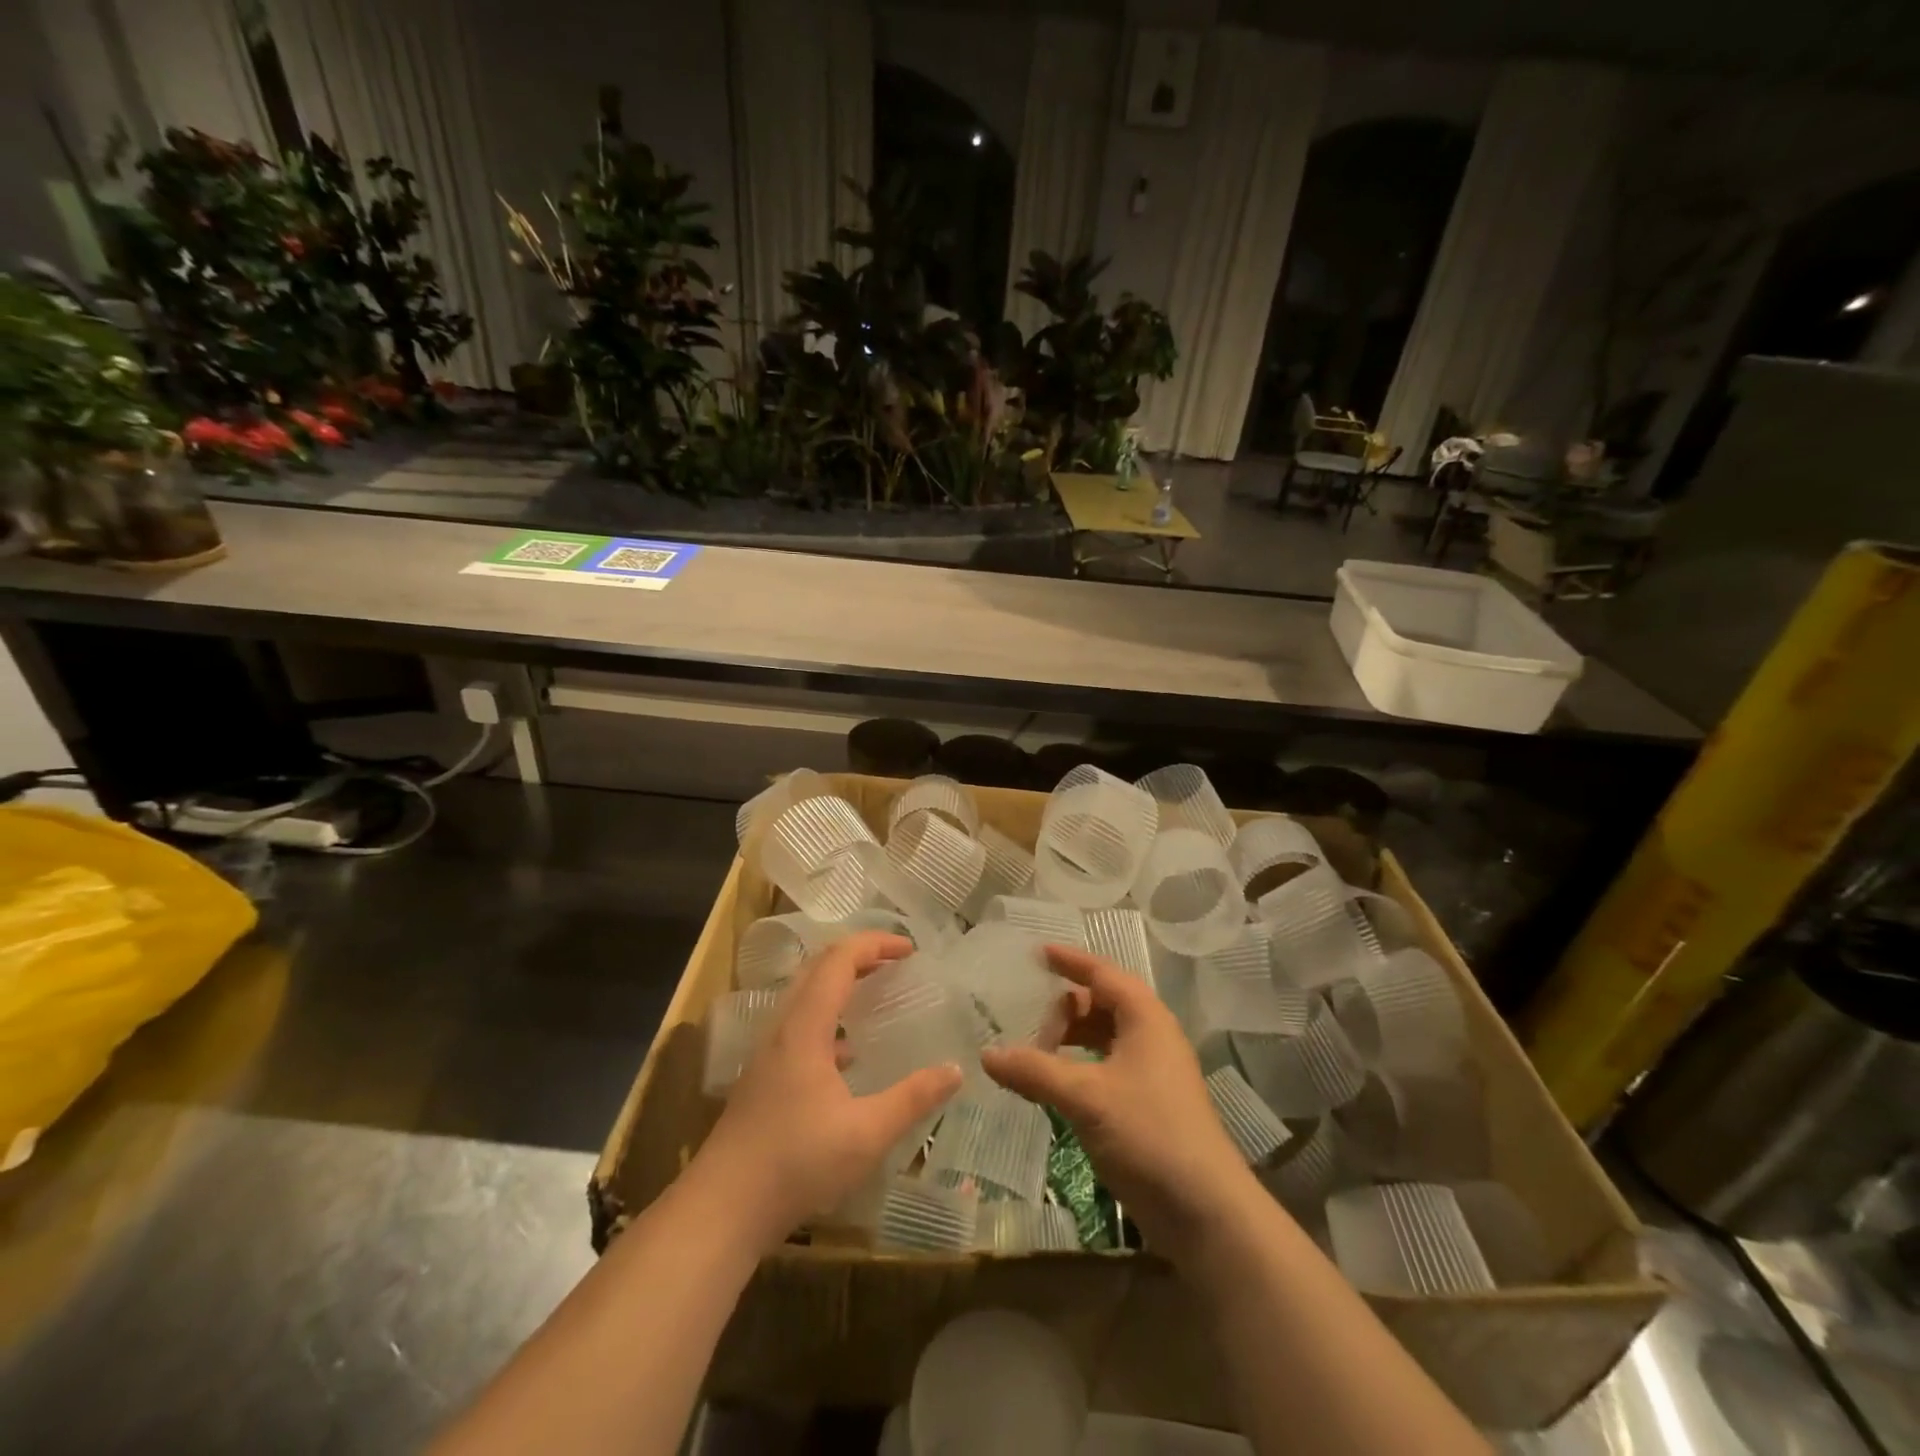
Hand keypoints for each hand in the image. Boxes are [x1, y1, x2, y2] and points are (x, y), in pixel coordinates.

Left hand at [695, 931, 961, 1249]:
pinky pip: (799, 1025)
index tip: (911, 950)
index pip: (839, 959)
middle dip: (859, 955)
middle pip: (818, 968)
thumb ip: (913, 1099)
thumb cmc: (795, 1164)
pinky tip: (848, 1055)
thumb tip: (955, 1070)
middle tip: (896, 961)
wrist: (721, 1209)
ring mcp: (768, 1053)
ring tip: (876, 993)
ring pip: (805, 996)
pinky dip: (828, 1018)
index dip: (875, 945)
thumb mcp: (866, 1134)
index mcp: (805, 1027)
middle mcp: (783, 1028)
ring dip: (841, 983)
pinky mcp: (763, 1077)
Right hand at [980, 944, 1254, 1256]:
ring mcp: (1151, 1072)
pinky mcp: (1146, 1104)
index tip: (1037, 952)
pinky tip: (1053, 1086)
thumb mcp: (1085, 1097)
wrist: (1205, 1212)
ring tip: (1033, 1055)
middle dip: (1063, 1010)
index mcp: (1144, 1018)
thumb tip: (986, 1054)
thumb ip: (1034, 1071)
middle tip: (1026, 1027)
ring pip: (1102, 1038)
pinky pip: (1104, 1067)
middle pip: (1100, 1004)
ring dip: (1069, 1041)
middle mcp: (1150, 1036)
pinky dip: (1077, 1067)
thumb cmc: (1148, 1134)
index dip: (1070, 960)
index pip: (1102, 973)